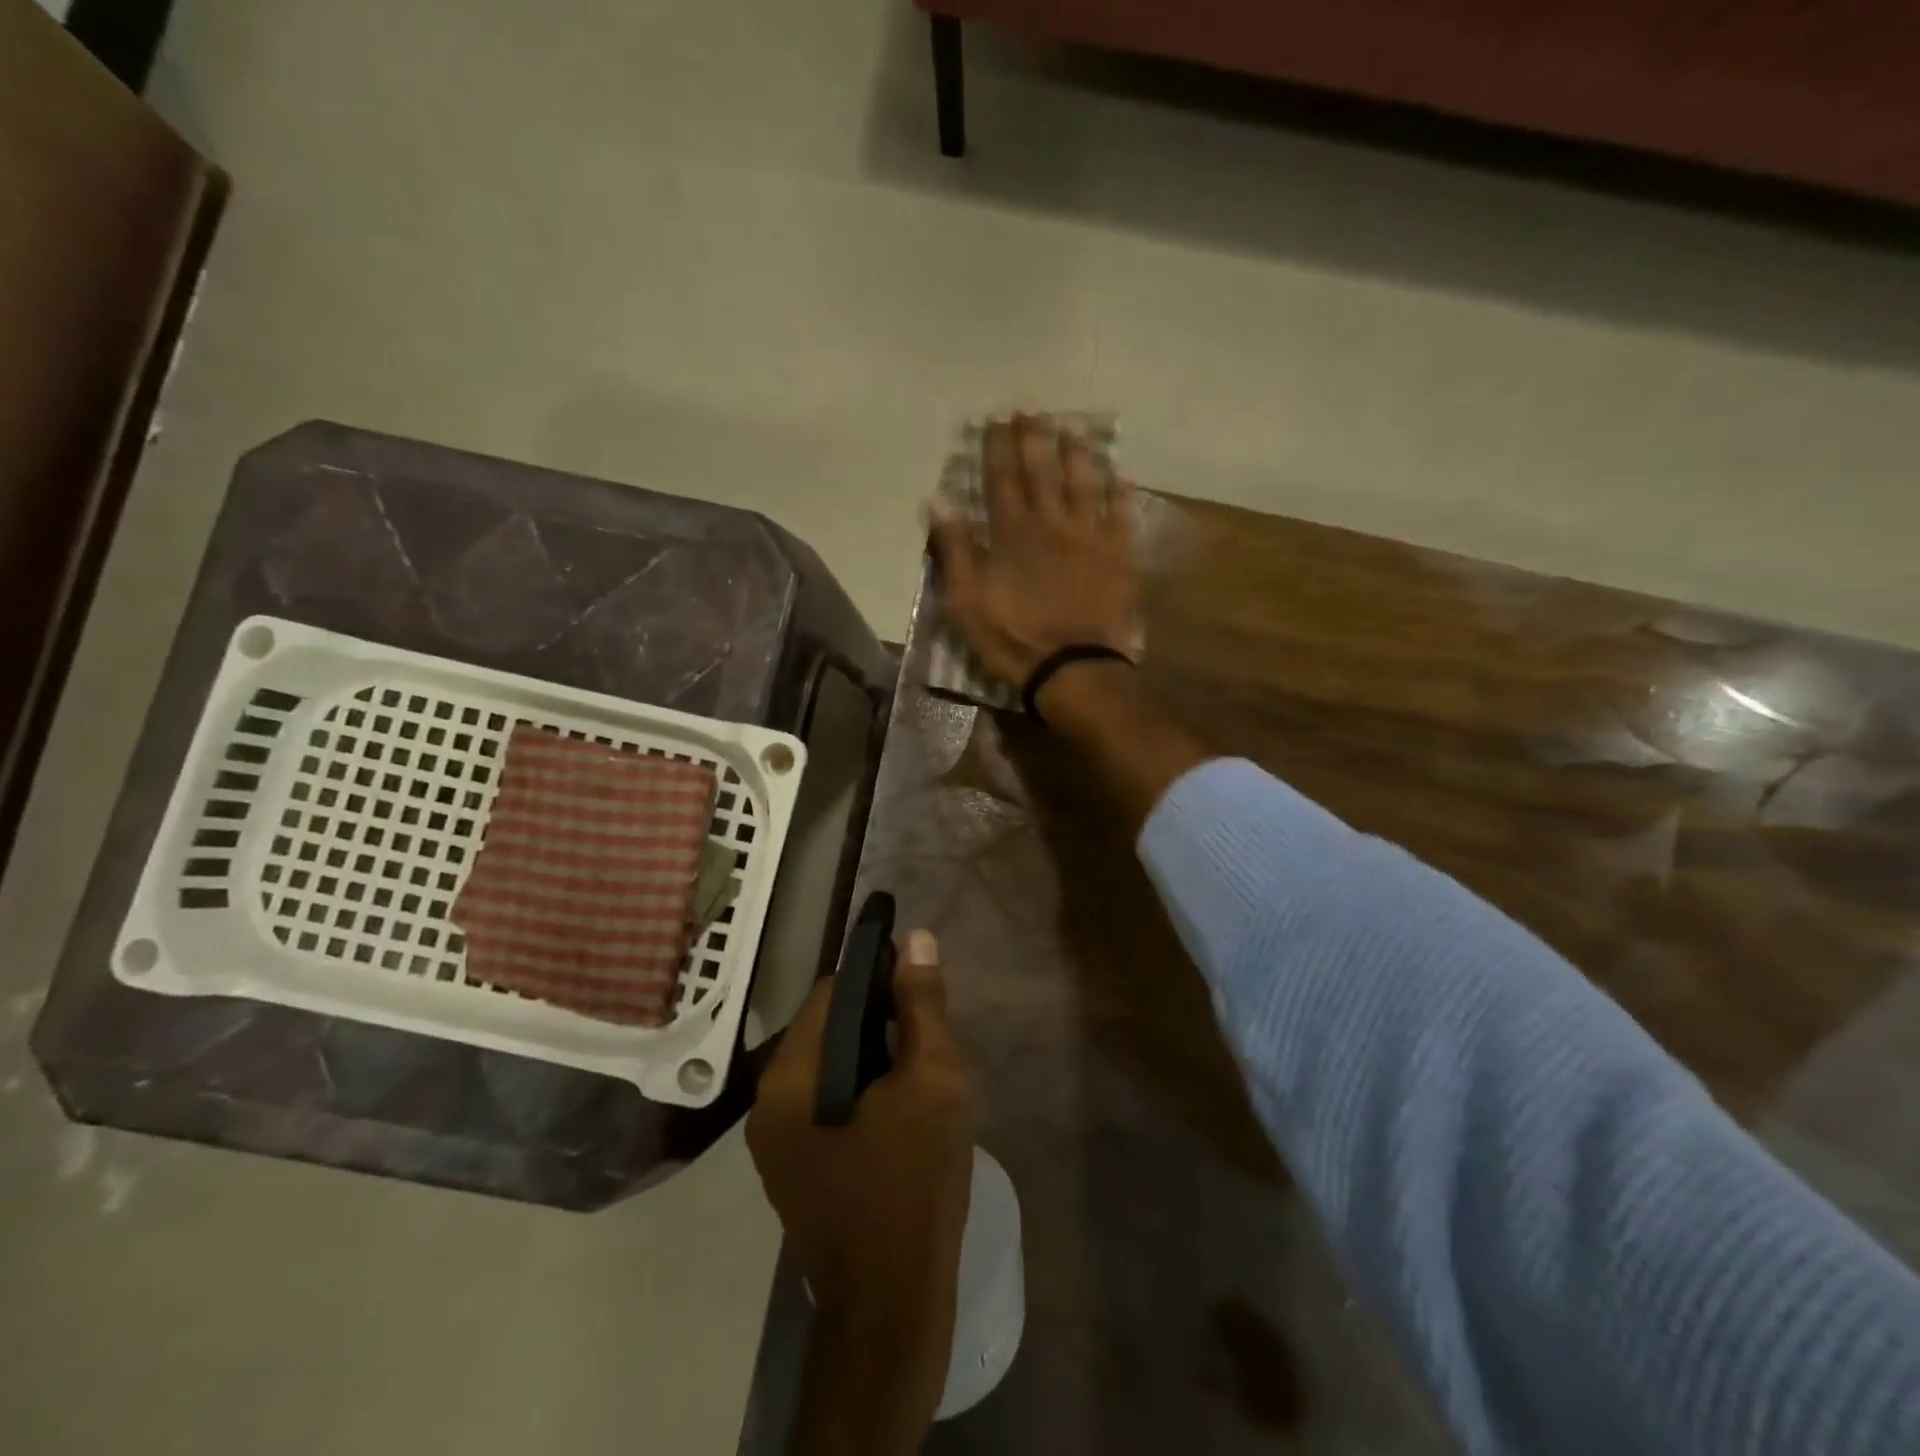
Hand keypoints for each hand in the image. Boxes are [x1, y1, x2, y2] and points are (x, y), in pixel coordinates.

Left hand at [747, 929, 973, 1450]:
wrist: (891, 1306)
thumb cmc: (914, 1184)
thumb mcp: (932, 1082)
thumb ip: (922, 1006)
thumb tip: (917, 939)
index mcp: (790, 1076)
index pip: (831, 991)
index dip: (878, 977)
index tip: (919, 986)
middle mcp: (767, 1101)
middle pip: (825, 1027)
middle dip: (877, 1020)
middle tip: (926, 1037)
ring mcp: (772, 1140)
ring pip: (826, 1065)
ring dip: (870, 1055)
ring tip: (916, 1072)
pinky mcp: (789, 1168)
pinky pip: (822, 1102)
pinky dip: (857, 1090)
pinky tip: (895, 1111)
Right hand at [930, 416, 1139, 688]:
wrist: (1071, 668)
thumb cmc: (1012, 637)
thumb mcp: (966, 600)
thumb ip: (953, 548)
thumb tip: (937, 500)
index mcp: (1012, 532)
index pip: (1002, 477)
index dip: (998, 447)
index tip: (996, 420)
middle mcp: (1052, 522)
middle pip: (1043, 470)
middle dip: (1035, 437)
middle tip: (1032, 411)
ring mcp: (1090, 536)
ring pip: (1085, 482)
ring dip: (1077, 453)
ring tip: (1072, 430)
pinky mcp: (1118, 556)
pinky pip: (1122, 515)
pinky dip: (1121, 493)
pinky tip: (1120, 476)